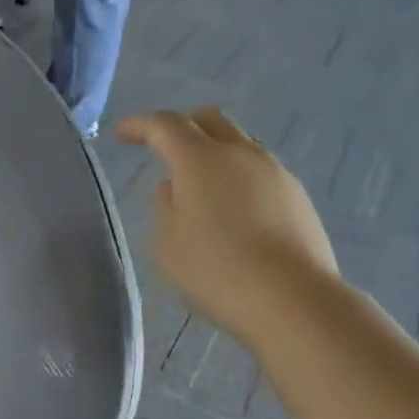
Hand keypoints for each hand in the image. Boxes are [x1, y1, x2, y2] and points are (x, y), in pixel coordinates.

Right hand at [119, 108, 338, 345]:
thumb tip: (174, 187)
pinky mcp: (296, 195)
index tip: (122, 134)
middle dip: (181, 126)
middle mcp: (240, 153)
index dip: (140, 125)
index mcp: (200, 160)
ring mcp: (275, 172)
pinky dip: (237, 177)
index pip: (164, 125)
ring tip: (199, 184)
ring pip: (239, 143)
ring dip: (213, 152)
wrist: (290, 298)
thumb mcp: (167, 243)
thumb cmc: (214, 270)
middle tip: (163, 148)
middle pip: (209, 120)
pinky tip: (232, 210)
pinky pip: (259, 171)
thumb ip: (164, 207)